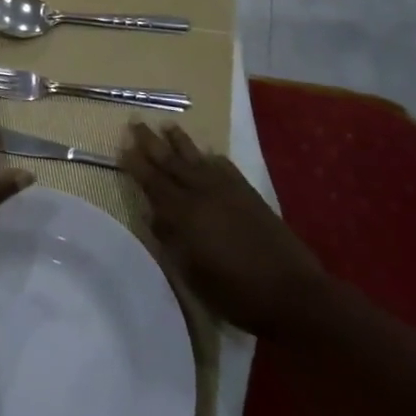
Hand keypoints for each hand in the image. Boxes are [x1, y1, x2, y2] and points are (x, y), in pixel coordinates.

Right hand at [120, 123, 320, 334]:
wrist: (293, 293)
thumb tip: (154, 216)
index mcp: (185, 214)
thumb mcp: (193, 275)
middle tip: (136, 122)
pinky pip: (226, 168)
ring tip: (168, 125)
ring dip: (180, 142)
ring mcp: (228, 191)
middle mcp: (203, 194)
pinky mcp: (249, 195)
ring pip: (198, 158)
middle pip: (172, 162)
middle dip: (151, 142)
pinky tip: (209, 154)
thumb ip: (171, 241)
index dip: (136, 164)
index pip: (153, 182)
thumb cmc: (236, 293)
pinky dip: (214, 159)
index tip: (122, 147)